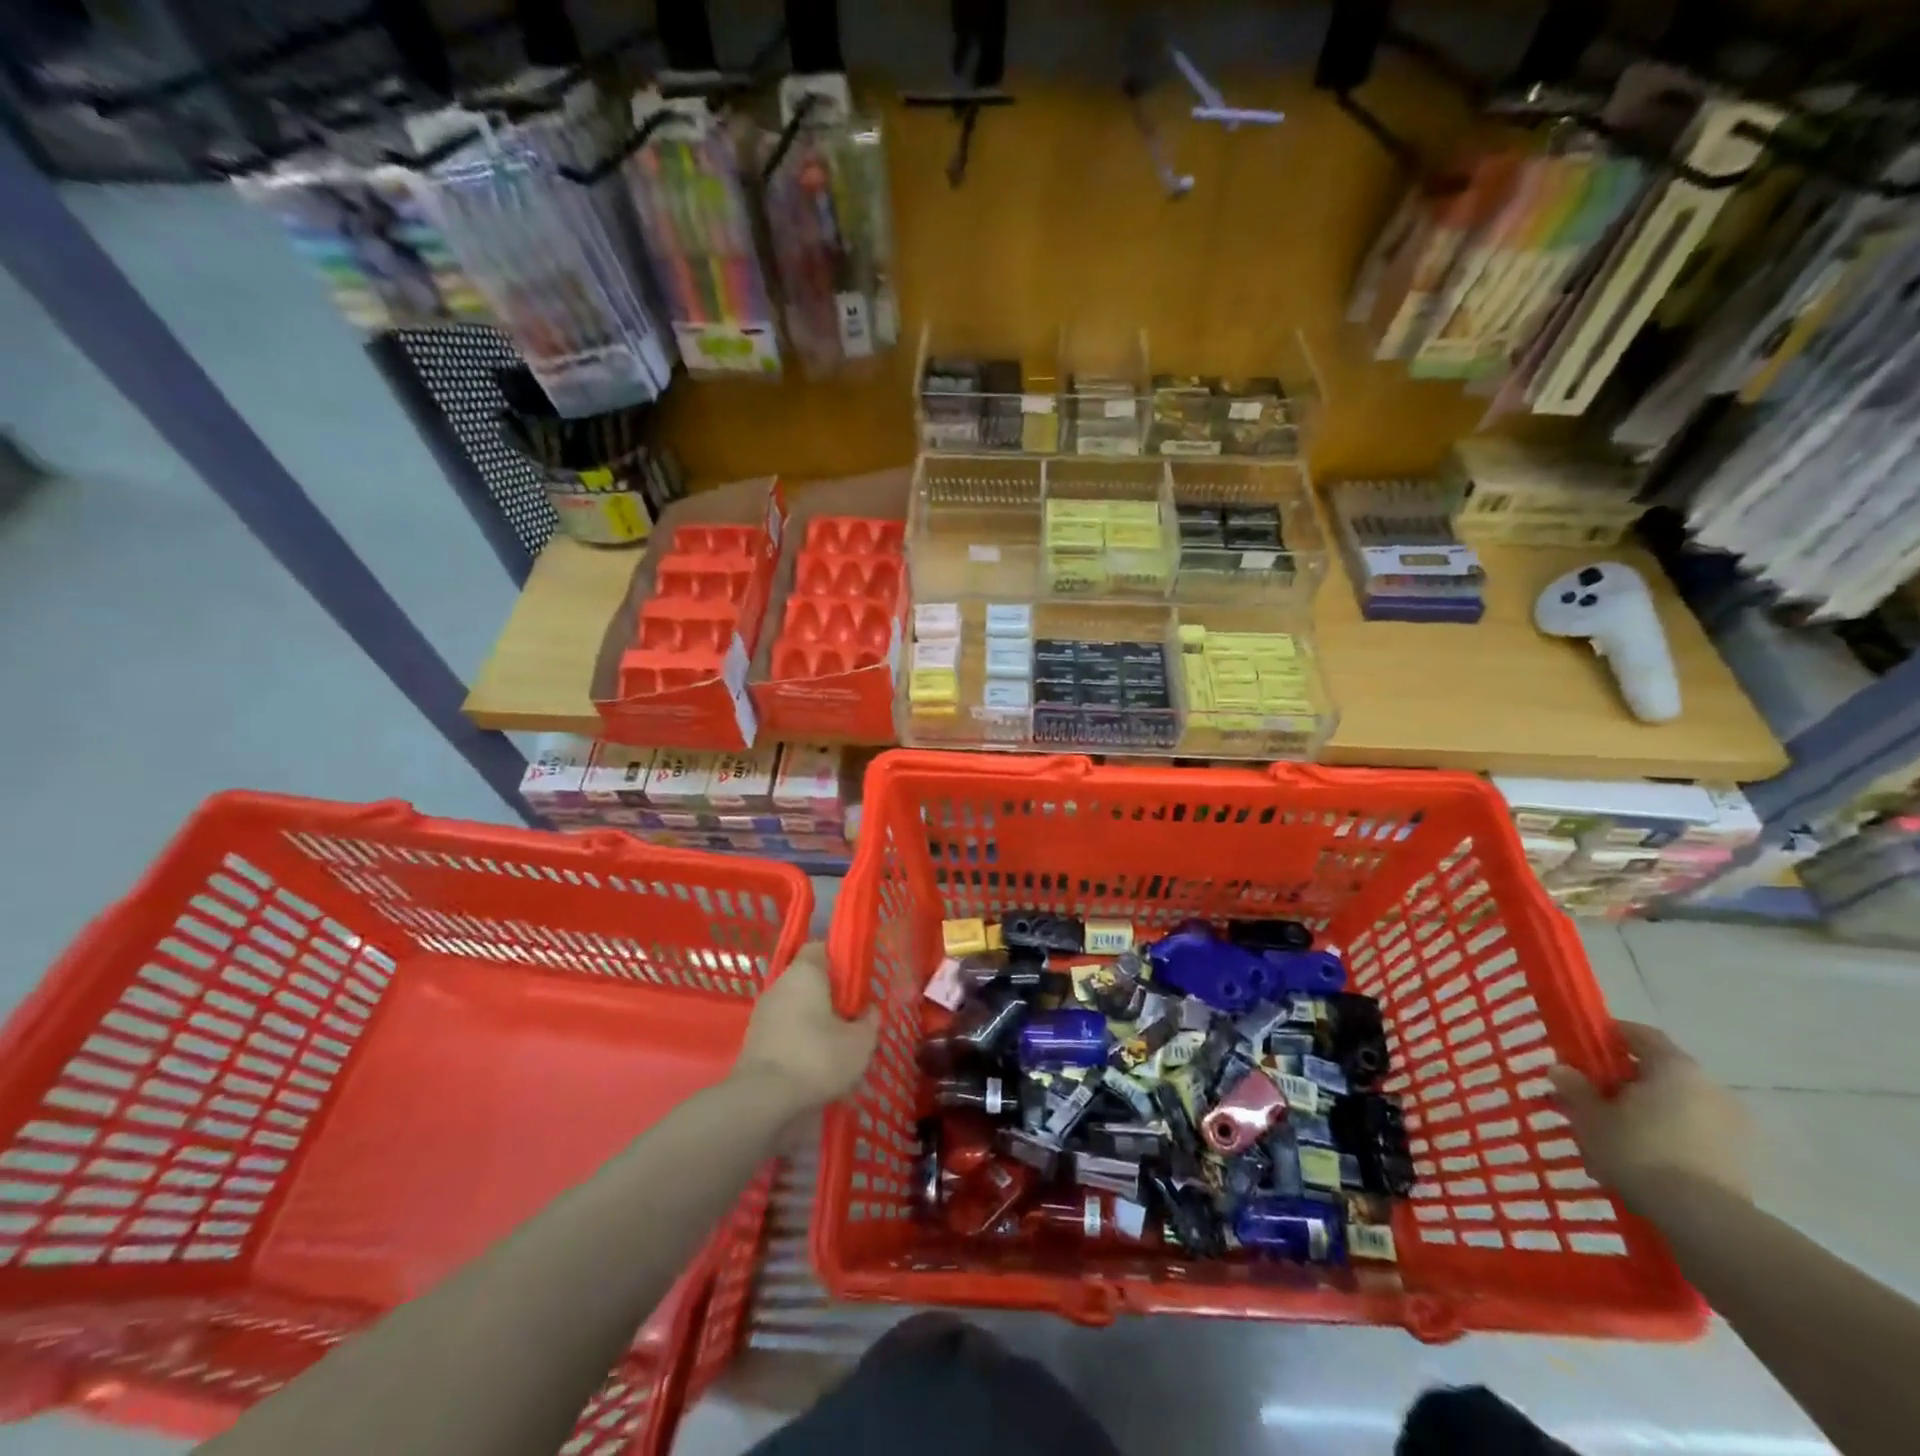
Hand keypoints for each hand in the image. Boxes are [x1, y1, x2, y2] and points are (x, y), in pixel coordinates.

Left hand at [732, 941, 878, 1111]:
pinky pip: (785, 1033)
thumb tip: (870, 1012)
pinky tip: (816, 1065)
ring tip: (838, 1045)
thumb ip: (869, 1022)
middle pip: (809, 980)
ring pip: (797, 1009)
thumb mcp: (860, 1043)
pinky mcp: (754, 1043)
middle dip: (831, 995)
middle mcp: (780, 985)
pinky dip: (800, 1043)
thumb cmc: (816, 1058)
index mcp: (805, 972)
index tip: (859, 978)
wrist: (762, 1103)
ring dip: (815, 1022)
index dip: (842, 959)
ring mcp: (763, 1014)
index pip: (822, 948)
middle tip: (853, 1015)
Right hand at [1548, 1021, 1751, 1213]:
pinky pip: (1691, 1134)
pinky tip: (1638, 1158)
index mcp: (1675, 1068)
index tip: (1581, 1049)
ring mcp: (1731, 1127)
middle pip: (1658, 1072)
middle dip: (1622, 1082)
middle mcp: (1710, 1088)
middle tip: (1589, 1096)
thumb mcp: (1590, 1116)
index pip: (1640, 1034)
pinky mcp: (1738, 1160)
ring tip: (1610, 1133)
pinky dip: (1664, 1137)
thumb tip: (1562, 1070)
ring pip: (1674, 1106)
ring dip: (1643, 1112)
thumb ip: (1574, 1088)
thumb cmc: (1639, 1151)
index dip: (1608, 1036)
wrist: (1705, 1221)